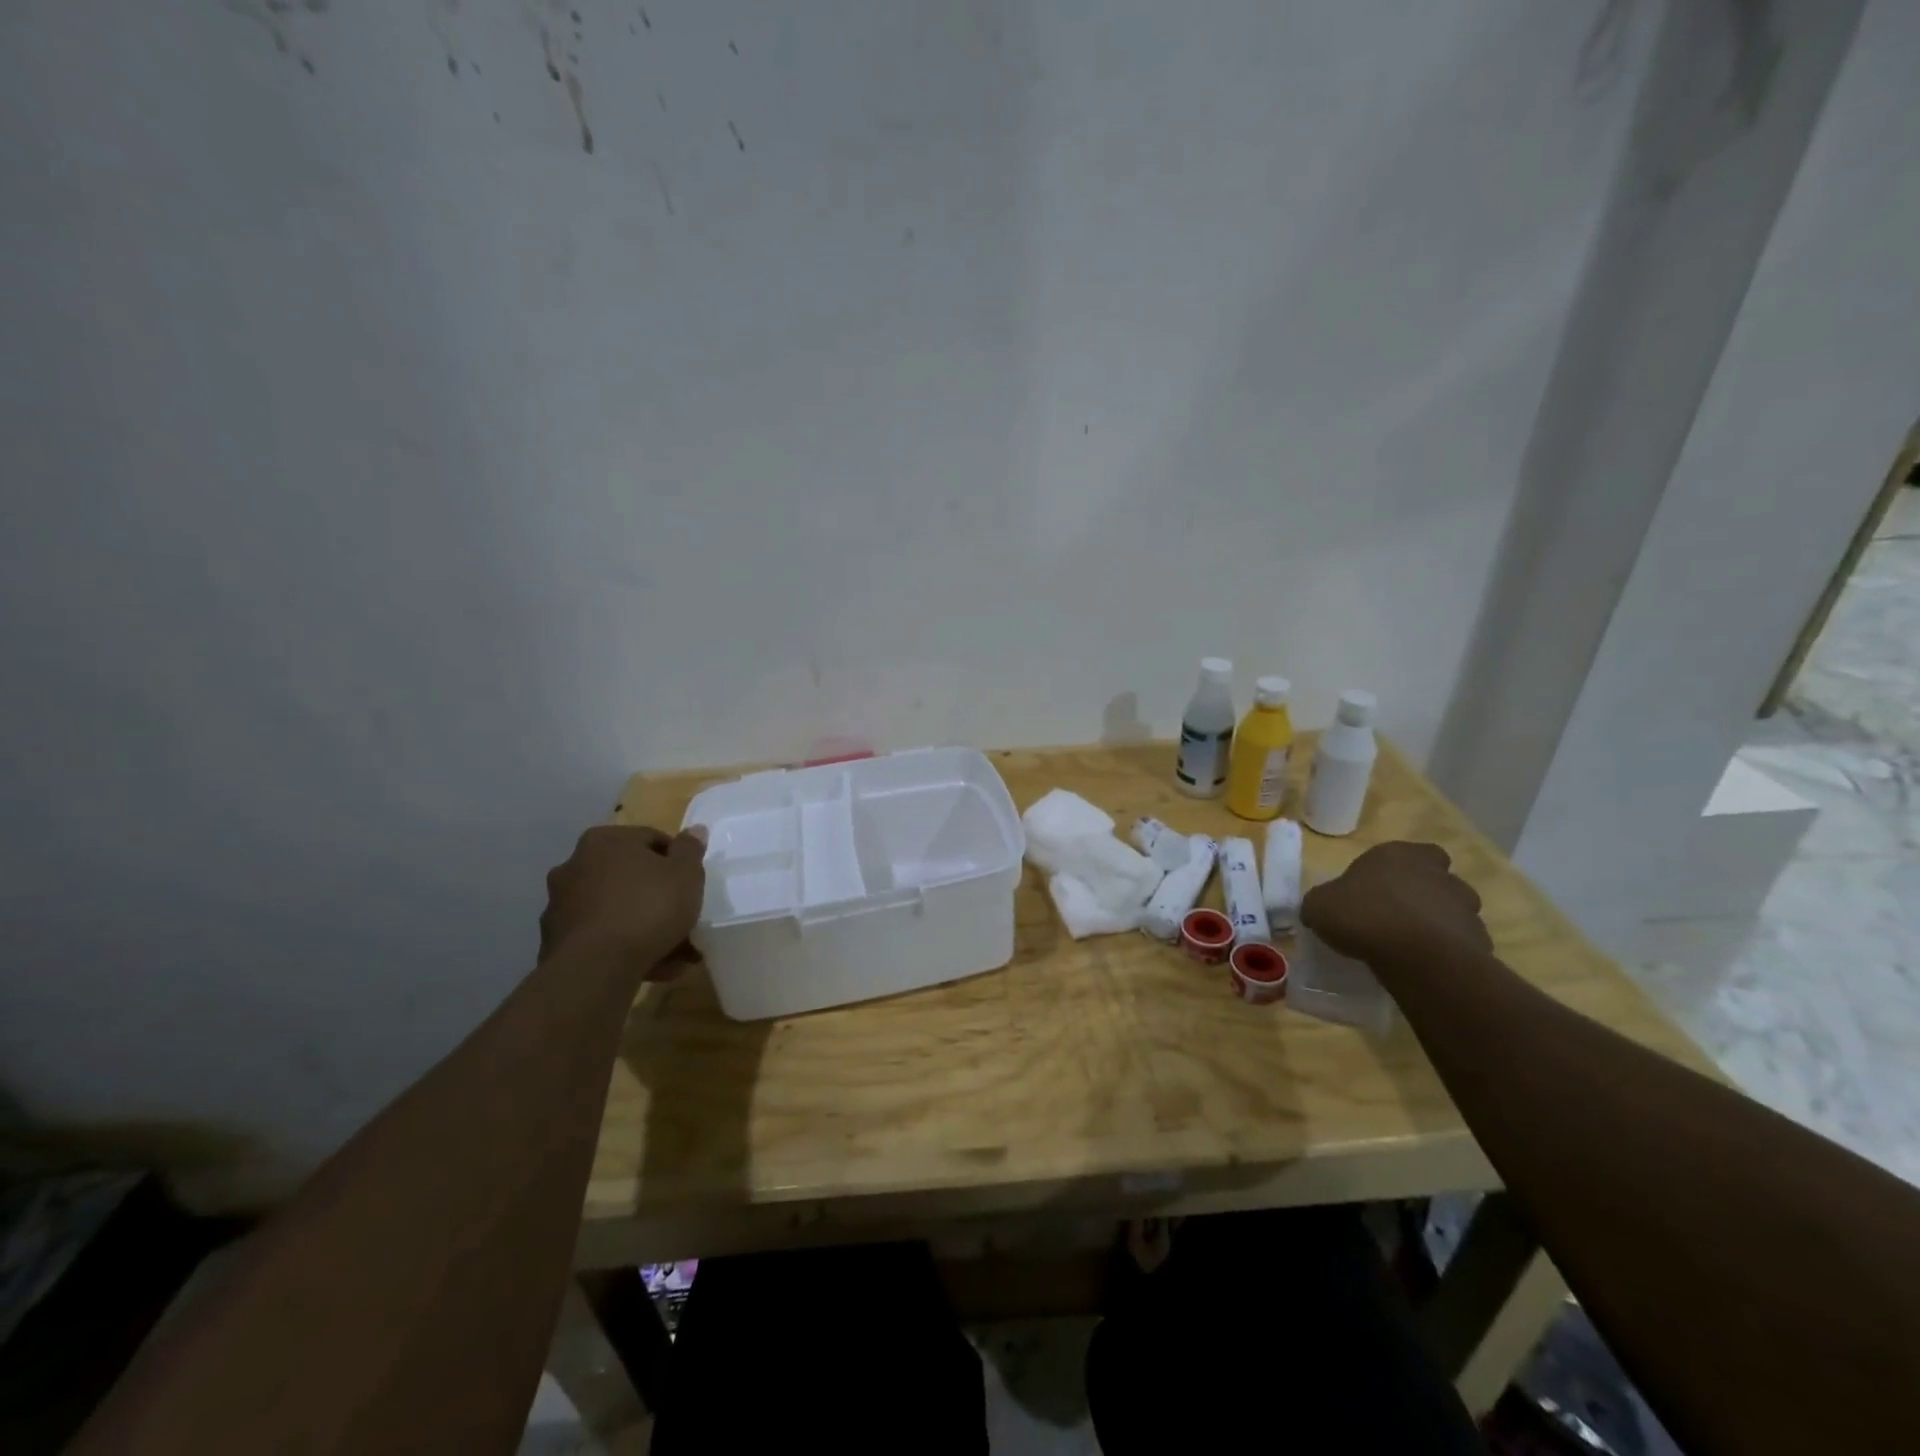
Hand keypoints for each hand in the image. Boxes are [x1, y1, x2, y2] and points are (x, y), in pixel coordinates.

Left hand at [540, 824, 708, 977]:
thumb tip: (694, 830)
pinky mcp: (556, 942)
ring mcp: (562, 905)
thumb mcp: (686, 874)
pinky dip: (624, 949)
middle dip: (659, 899)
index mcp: (605, 841)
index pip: (650, 840)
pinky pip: (602, 938)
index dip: (677, 862)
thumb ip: (691, 850)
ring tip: (676, 956)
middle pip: (631, 878)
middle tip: (685, 920)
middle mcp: (575, 866)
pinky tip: (651, 968)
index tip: (692, 885)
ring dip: (644, 928)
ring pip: (617, 911)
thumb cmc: (648, 907)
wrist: (597, 967)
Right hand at [1300, 841, 1491, 966]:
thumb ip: (1321, 903)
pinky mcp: (1479, 940)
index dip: (1395, 869)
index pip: (1408, 851)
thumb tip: (1319, 910)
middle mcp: (1438, 873)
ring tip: (1411, 945)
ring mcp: (1464, 906)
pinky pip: (1461, 942)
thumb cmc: (1365, 916)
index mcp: (1399, 854)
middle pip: (1435, 879)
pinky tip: (1425, 965)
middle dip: (1422, 894)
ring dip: (1437, 922)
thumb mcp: (1319, 906)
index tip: (1377, 889)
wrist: (1418, 957)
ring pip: (1452, 910)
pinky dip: (1447, 951)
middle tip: (1397, 915)